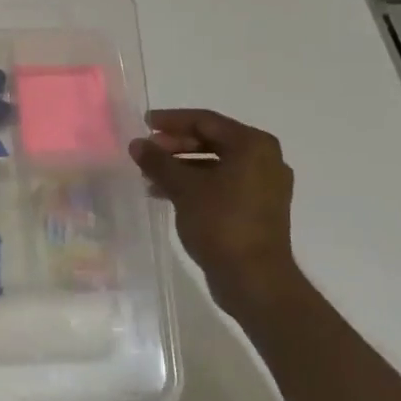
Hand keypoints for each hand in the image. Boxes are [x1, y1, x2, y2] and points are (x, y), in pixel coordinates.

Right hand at [130, 109, 296, 314]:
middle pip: (212, 140)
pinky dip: (196, 184)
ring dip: (182, 166)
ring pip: (215, 164)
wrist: (255, 280)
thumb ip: (158, 161)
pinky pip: (222, 184)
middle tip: (147, 151)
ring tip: (150, 175)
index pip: (205, 121)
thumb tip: (136, 144)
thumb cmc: (221, 223)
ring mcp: (264, 186)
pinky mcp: (258, 208)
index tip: (144, 124)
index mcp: (253, 145)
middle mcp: (265, 159)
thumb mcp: (183, 188)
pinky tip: (166, 194)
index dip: (171, 121)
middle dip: (176, 145)